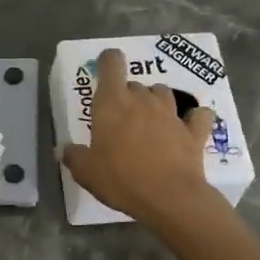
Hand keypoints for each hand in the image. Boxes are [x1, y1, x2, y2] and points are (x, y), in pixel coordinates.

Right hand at [60, 47, 220, 227]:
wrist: (170, 198)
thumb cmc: (121, 179)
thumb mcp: (86, 172)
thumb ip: (73, 156)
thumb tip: (61, 149)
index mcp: (113, 103)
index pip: (111, 63)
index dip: (108, 61)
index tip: (106, 70)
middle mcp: (142, 100)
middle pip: (135, 84)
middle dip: (128, 96)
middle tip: (121, 120)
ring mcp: (171, 113)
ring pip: (163, 93)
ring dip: (156, 102)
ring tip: (150, 121)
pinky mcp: (194, 131)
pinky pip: (198, 115)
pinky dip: (194, 118)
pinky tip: (189, 127)